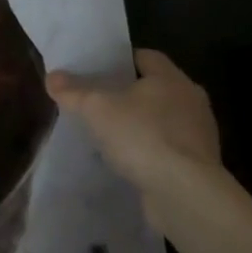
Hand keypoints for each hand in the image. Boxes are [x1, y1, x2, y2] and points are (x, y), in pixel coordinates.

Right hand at [47, 49, 220, 227]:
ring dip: (140, 124)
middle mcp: (191, 102)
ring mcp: (199, 136)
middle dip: (128, 93)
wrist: (186, 195)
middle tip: (98, 99)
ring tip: (109, 132)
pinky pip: (168, 149)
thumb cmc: (143, 136)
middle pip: (154, 88)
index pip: (145, 57)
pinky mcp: (199, 167)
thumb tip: (52, 77)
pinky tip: (127, 161)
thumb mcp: (96, 108)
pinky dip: (149, 151)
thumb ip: (72, 91)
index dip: (120, 60)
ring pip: (162, 120)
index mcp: (171, 79)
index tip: (98, 69)